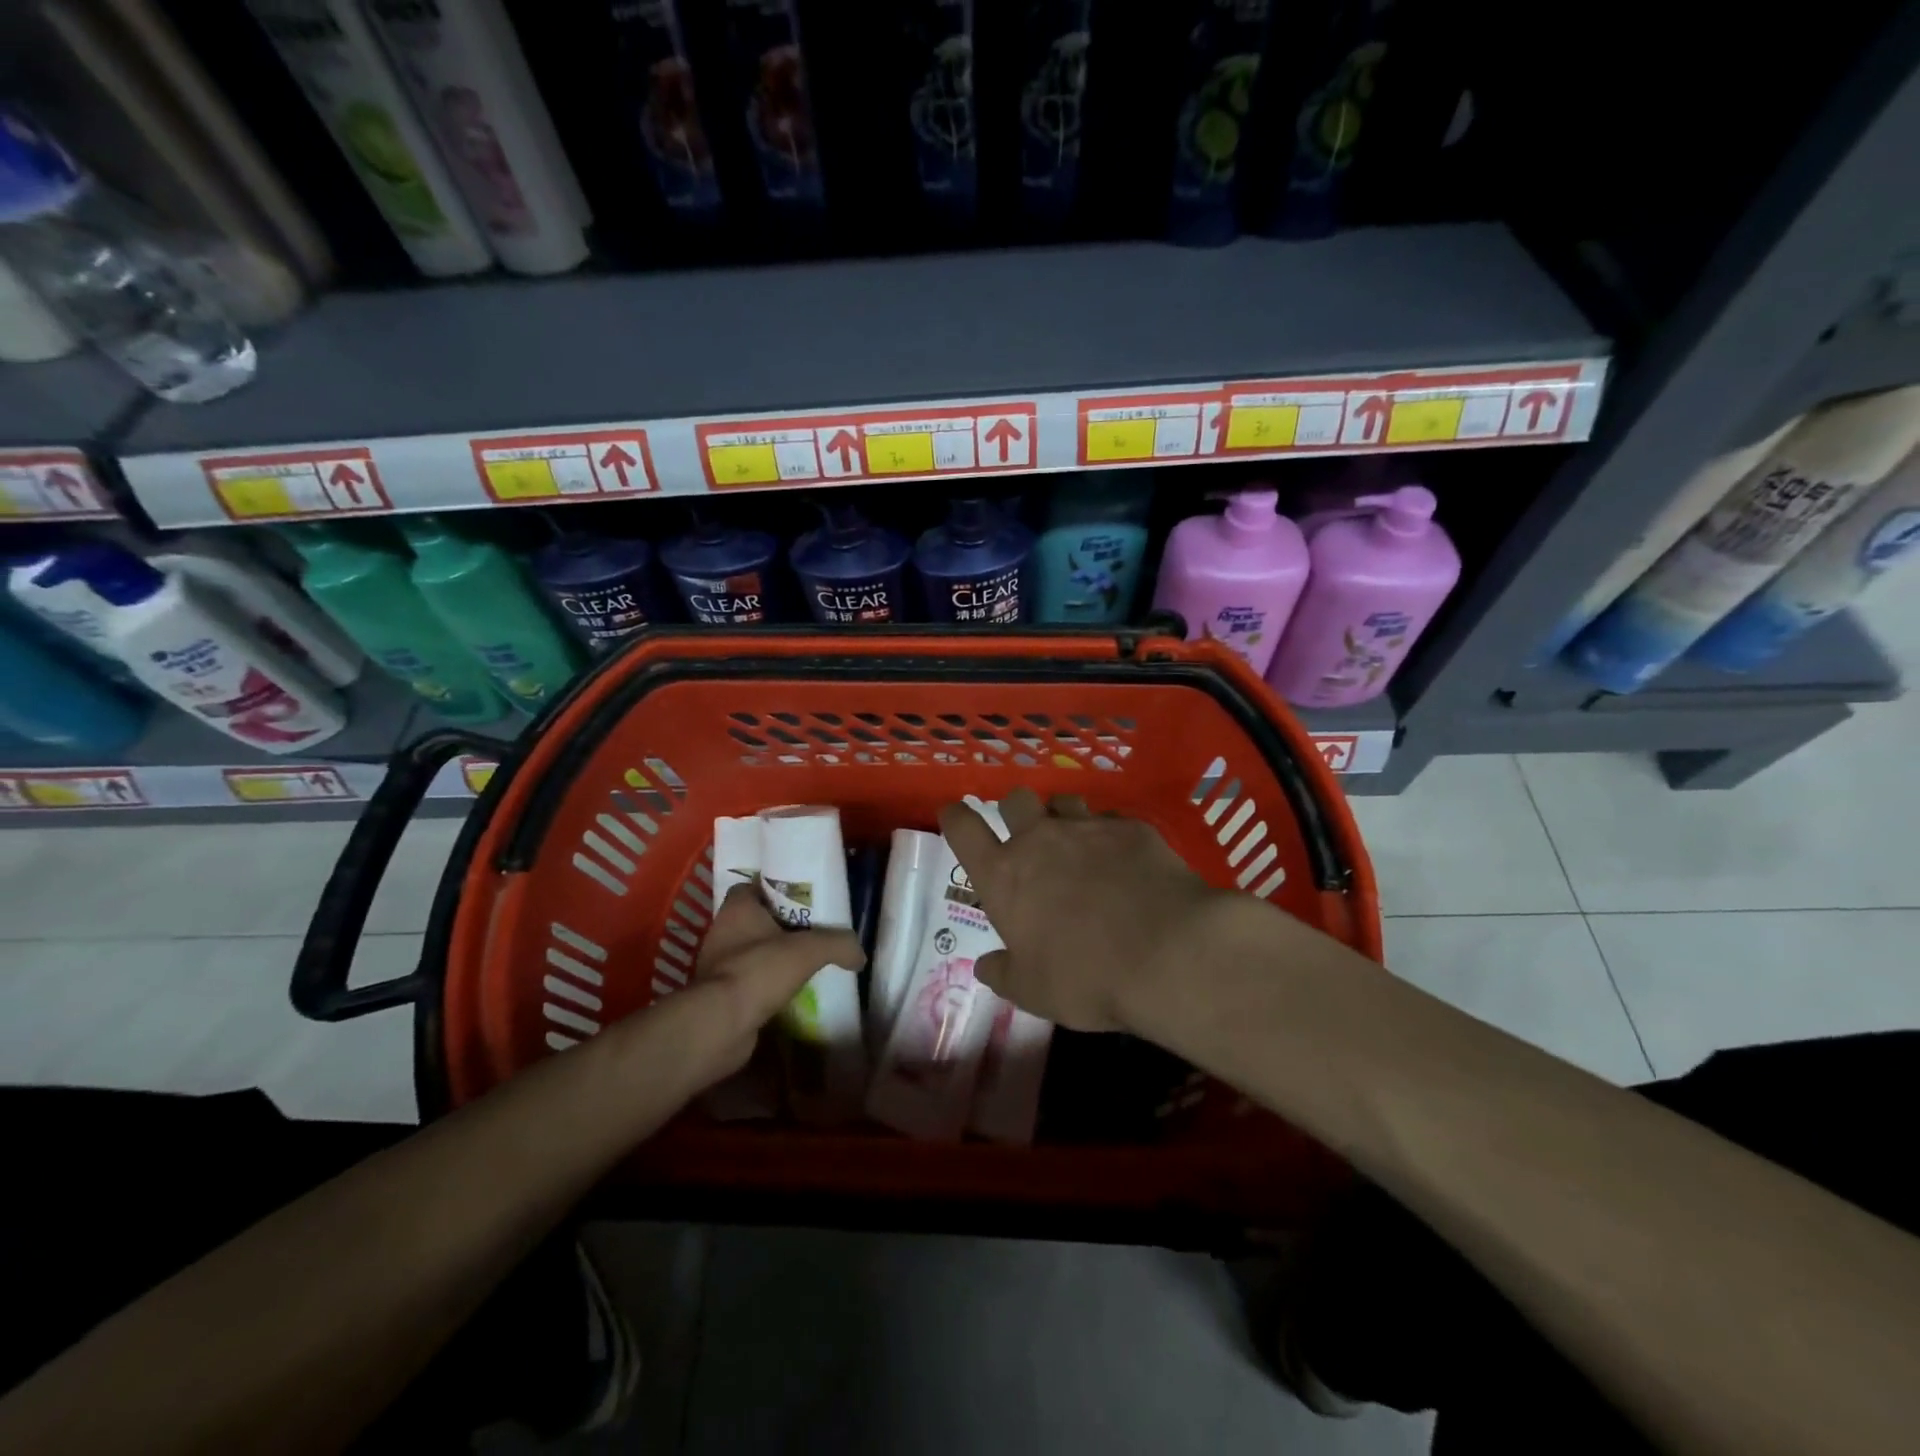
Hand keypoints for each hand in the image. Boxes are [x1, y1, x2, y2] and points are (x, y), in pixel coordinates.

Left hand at [691, 884, 865, 1080]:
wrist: (720, 1025)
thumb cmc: (758, 971)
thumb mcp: (809, 950)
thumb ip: (838, 944)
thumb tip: (860, 954)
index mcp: (737, 908)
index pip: (754, 886)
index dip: (778, 889)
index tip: (804, 898)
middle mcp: (723, 931)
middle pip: (757, 919)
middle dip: (783, 925)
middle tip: (814, 930)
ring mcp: (719, 965)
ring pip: (754, 951)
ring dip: (776, 957)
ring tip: (808, 962)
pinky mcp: (721, 994)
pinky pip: (751, 981)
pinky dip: (769, 985)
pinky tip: (793, 992)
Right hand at [938, 787, 1229, 1032]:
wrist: (1168, 952)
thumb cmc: (1086, 977)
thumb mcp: (1033, 992)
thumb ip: (1004, 974)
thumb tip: (985, 967)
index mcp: (1004, 875)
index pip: (963, 829)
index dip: (954, 817)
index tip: (953, 814)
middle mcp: (1039, 840)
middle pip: (1015, 800)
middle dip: (1015, 811)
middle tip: (1025, 835)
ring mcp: (1087, 828)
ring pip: (1063, 801)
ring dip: (1062, 816)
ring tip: (1076, 842)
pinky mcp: (1131, 828)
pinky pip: (1110, 820)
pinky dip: (1109, 835)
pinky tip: (1123, 859)